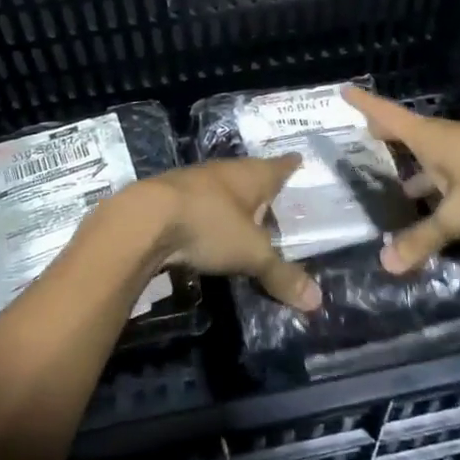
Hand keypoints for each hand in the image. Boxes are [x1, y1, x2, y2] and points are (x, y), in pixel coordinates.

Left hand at [130, 157, 321, 310]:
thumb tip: (317, 301)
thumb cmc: (208, 225)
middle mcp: (222, 172)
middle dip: (260, 184)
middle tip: (275, 193)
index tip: (298, 158)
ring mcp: (192, 183)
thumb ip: (281, 275)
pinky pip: (197, 204)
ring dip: (231, 199)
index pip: (278, 167)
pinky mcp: (167, 199)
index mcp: (250, 176)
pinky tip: (207, 227)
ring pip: (220, 188)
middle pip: (248, 175)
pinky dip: (207, 214)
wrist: (142, 220)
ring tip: (244, 213)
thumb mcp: (251, 254)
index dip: (289, 166)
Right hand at [342, 87, 459, 273]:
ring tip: (402, 189)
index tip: (345, 91)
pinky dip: (444, 188)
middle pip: (413, 136)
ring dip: (420, 171)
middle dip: (390, 139)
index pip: (389, 116)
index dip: (366, 105)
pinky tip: (444, 210)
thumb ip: (424, 238)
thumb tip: (385, 263)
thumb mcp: (459, 214)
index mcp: (434, 139)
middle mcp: (453, 140)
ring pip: (439, 160)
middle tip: (368, 140)